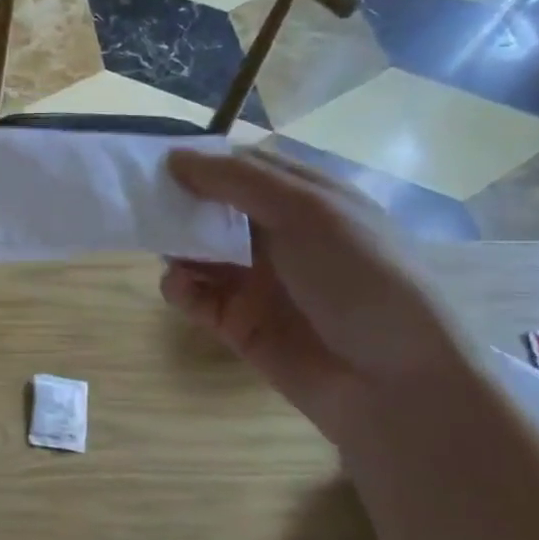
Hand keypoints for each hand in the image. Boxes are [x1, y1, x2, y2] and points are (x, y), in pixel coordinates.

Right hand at [162, 147, 478, 441]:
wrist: (395, 383)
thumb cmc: (361, 280)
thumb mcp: (308, 212)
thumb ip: (237, 181)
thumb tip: (173, 156)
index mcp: (307, 200)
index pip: (242, 168)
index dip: (202, 161)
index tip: (157, 159)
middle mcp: (279, 236)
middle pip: (213, 209)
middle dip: (179, 204)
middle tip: (143, 203)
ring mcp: (257, 281)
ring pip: (197, 252)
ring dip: (174, 245)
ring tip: (162, 247)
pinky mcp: (238, 323)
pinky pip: (194, 297)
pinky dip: (178, 287)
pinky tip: (180, 286)